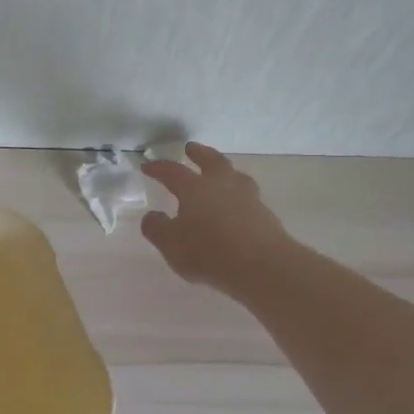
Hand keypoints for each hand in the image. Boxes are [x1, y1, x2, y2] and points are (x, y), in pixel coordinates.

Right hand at [141, 142, 290, 293]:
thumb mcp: (171, 245)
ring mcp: (248, 198)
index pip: (173, 172)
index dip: (159, 168)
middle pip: (211, 161)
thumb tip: (152, 216)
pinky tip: (237, 204)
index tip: (147, 165)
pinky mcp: (265, 215)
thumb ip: (157, 229)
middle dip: (199, 153)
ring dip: (225, 170)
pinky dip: (239, 194)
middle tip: (191, 147)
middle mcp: (222, 186)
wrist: (262, 266)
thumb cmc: (209, 252)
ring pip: (235, 175)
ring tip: (220, 172)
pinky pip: (248, 196)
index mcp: (195, 189)